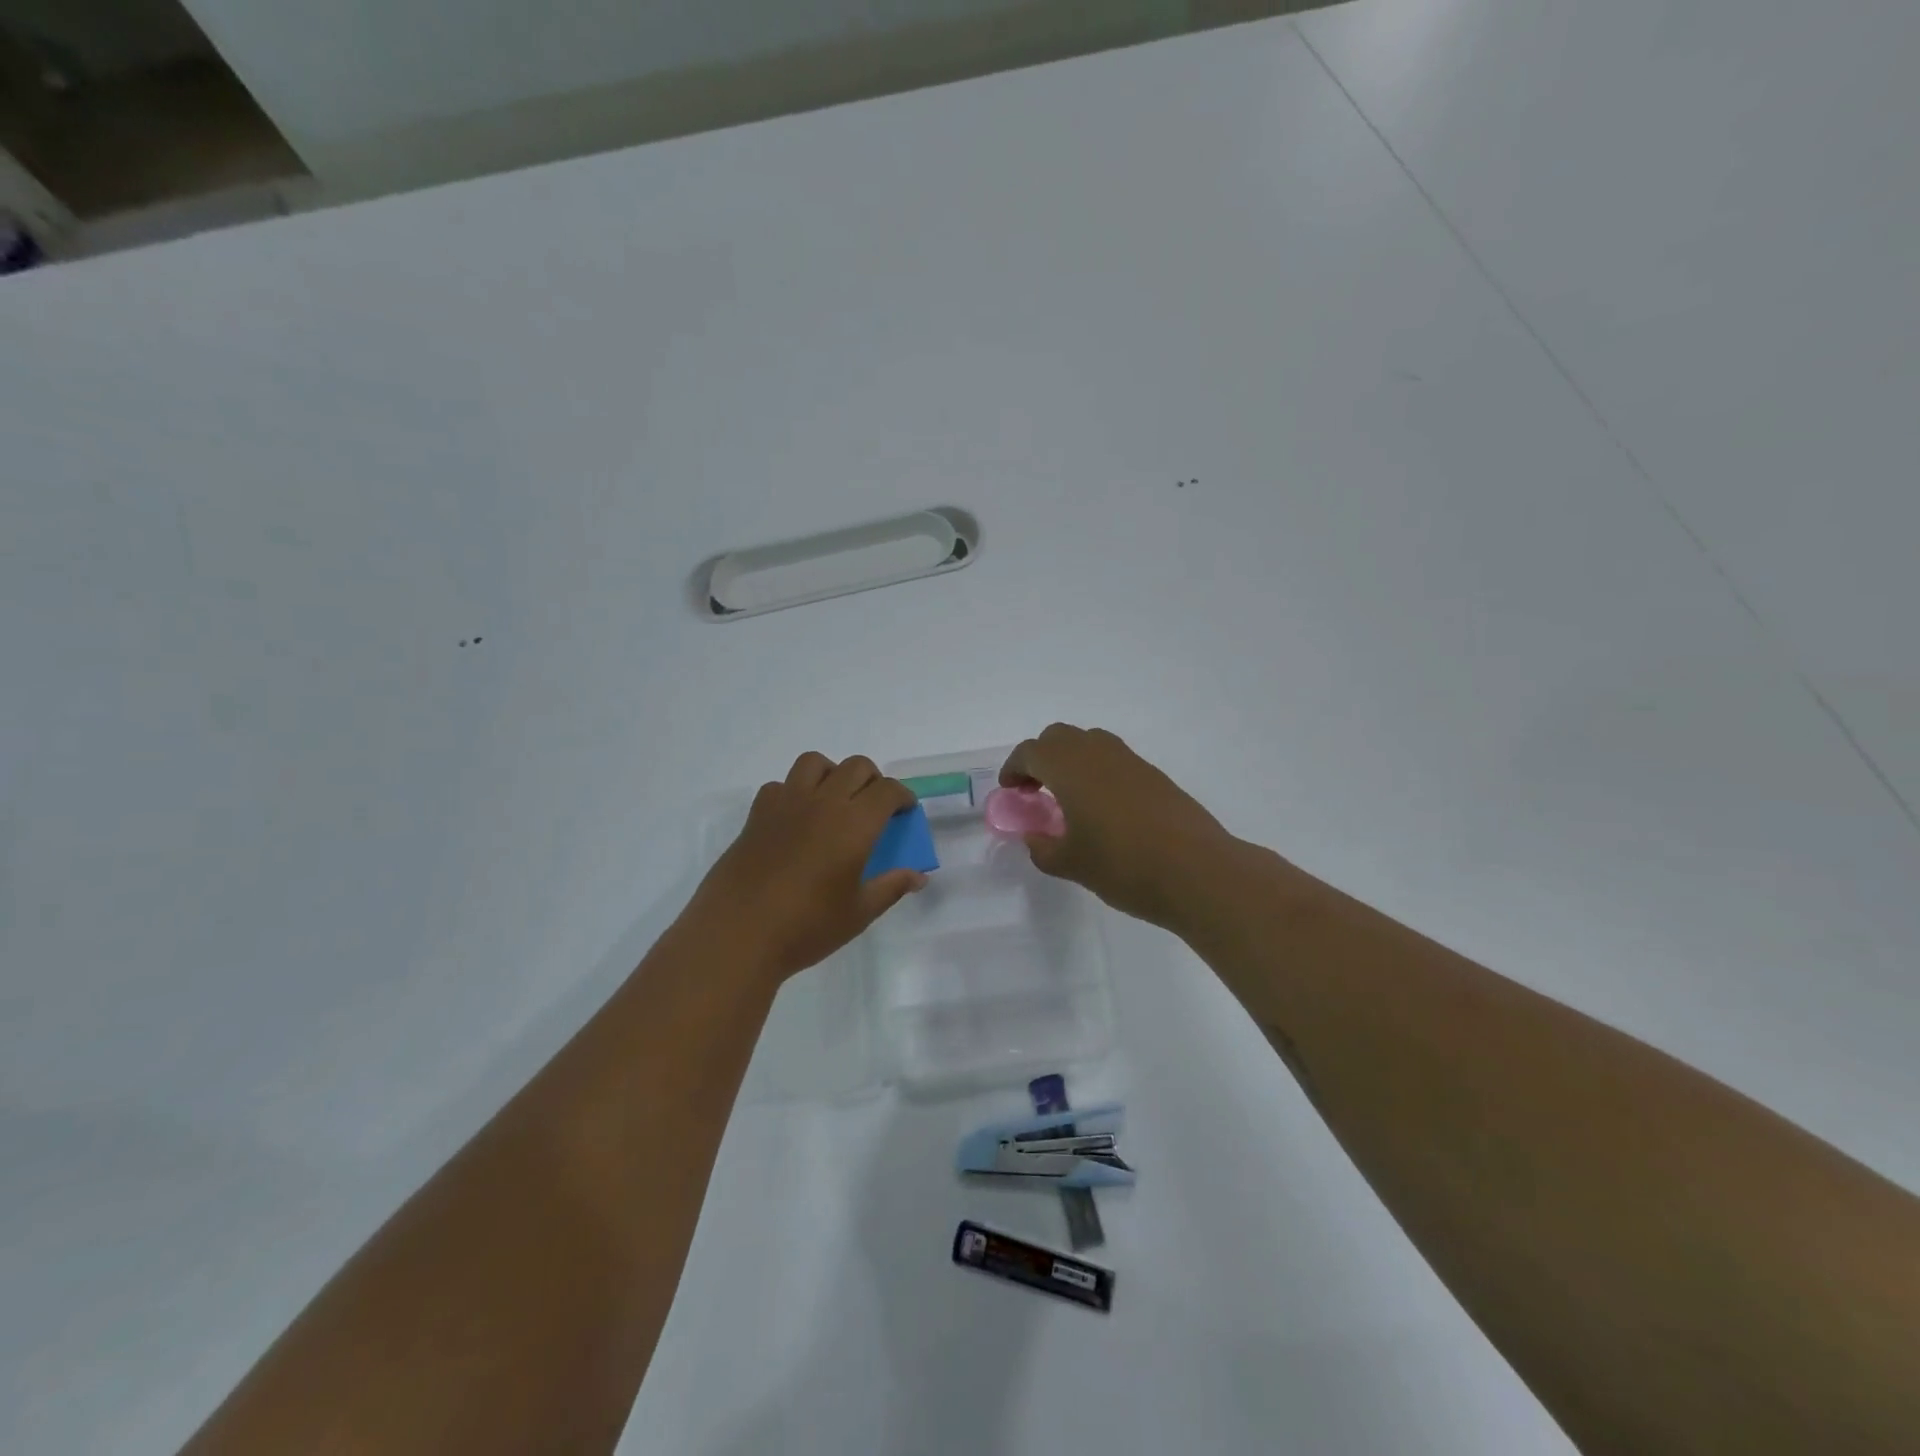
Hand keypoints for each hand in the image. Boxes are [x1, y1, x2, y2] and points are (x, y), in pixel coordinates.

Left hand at [689, 752, 926, 982]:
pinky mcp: (757, 815)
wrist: (737, 935)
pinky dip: (795, 791)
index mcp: (854, 824)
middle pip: (856, 767)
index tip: (905, 812)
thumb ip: (890, 888)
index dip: (903, 796)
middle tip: (875, 808)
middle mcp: (822, 803)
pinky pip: (781, 785)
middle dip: (873, 780)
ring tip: (835, 801)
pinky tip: (796, 820)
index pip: (887, 791)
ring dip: (833, 774)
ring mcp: (786, 804)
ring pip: (815, 763)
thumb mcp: (858, 913)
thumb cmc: (806, 927)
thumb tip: (918, 877)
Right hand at [1000, 724, 1238, 930]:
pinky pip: (1115, 760)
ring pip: (1090, 743)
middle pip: (1059, 737)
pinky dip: (1098, 772)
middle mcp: (1098, 754)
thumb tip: (1034, 838)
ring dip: (1071, 761)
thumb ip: (1043, 848)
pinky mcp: (1155, 776)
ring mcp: (1131, 761)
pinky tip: (1104, 809)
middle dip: (1041, 758)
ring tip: (1069, 798)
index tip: (1010, 791)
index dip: (1014, 768)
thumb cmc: (1123, 866)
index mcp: (1070, 768)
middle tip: (1035, 791)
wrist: (1197, 871)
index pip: (1031, 752)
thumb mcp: (1071, 864)